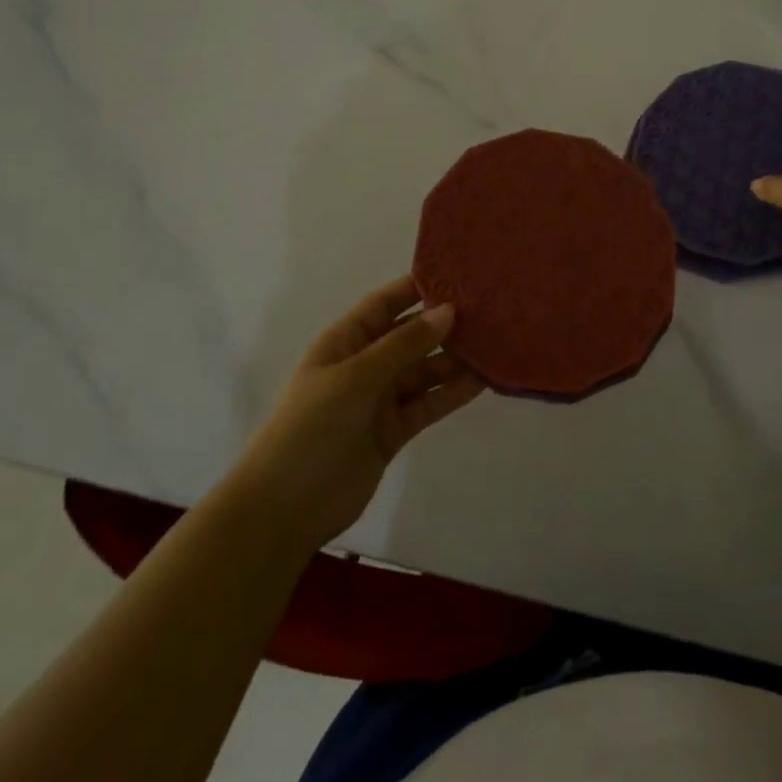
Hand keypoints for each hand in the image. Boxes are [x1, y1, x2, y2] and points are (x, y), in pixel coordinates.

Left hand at [239, 275, 483, 549]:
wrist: (284, 508)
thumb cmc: (311, 427)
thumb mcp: (356, 377)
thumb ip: (404, 344)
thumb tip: (448, 311)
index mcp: (344, 341)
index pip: (384, 303)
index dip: (417, 287)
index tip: (459, 274)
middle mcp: (364, 364)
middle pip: (410, 336)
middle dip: (444, 324)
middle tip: (490, 310)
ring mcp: (379, 399)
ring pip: (424, 371)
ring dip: (455, 360)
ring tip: (496, 344)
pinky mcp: (393, 431)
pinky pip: (428, 403)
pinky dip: (452, 393)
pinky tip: (483, 381)